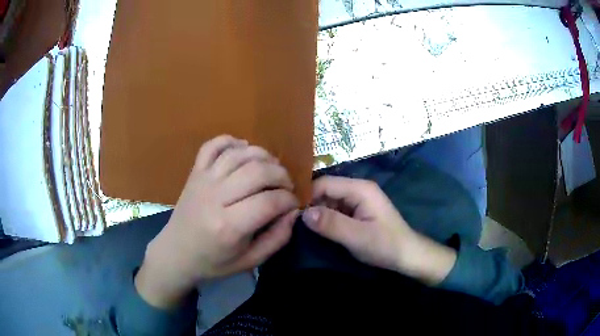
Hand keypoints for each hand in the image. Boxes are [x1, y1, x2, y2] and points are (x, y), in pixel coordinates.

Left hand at [136, 135, 298, 307]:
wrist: (176, 253)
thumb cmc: (214, 262)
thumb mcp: (251, 261)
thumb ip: (277, 238)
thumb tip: (294, 212)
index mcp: (229, 227)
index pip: (270, 201)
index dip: (289, 200)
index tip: (293, 205)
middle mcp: (215, 198)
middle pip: (257, 171)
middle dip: (281, 175)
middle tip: (286, 187)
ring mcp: (202, 180)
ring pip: (239, 154)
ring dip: (263, 156)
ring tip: (271, 169)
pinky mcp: (194, 172)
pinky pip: (212, 145)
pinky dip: (231, 141)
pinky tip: (243, 149)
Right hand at [302, 176, 455, 284]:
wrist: (407, 256)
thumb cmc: (386, 245)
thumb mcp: (357, 237)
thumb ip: (331, 224)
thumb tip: (303, 213)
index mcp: (360, 189)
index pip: (325, 183)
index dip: (306, 195)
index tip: (289, 211)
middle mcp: (358, 189)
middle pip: (326, 190)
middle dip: (310, 203)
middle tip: (292, 220)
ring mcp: (358, 200)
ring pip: (329, 200)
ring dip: (317, 211)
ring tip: (300, 225)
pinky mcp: (357, 211)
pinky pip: (336, 209)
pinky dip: (325, 217)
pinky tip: (317, 228)